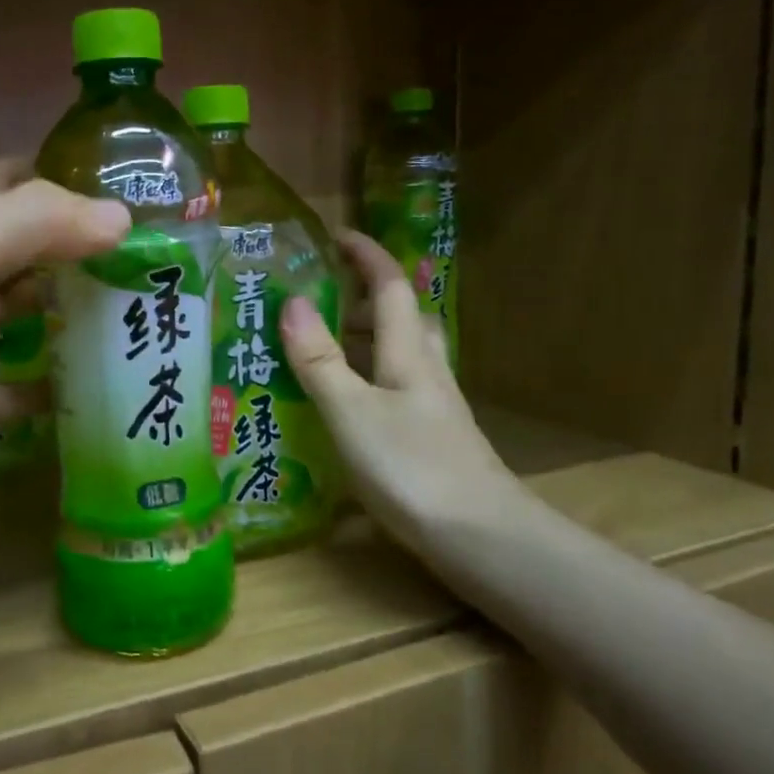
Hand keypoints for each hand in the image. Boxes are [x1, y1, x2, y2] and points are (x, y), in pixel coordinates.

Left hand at [0, 160, 127, 537]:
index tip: (144, 186)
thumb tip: (121, 217)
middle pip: (45, 247)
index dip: (75, 176)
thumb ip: (35, 222)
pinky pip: (39, 380)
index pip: (24, 182)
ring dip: (92, 308)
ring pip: (47, 310)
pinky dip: (72, 378)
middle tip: (170, 256)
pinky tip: (117, 381)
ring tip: (160, 311)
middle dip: (99, 246)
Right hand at [280, 231, 526, 553]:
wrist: (480, 538)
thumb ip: (320, 360)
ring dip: (361, 340)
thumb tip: (293, 302)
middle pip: (400, 317)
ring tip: (316, 348)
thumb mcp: (352, 412)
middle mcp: (425, 370)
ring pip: (397, 354)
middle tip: (316, 299)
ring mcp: (431, 405)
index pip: (391, 286)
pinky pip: (391, 388)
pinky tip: (340, 405)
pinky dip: (364, 380)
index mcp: (408, 353)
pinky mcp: (429, 436)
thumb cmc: (412, 468)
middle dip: (361, 297)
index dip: (366, 255)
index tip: (335, 235)